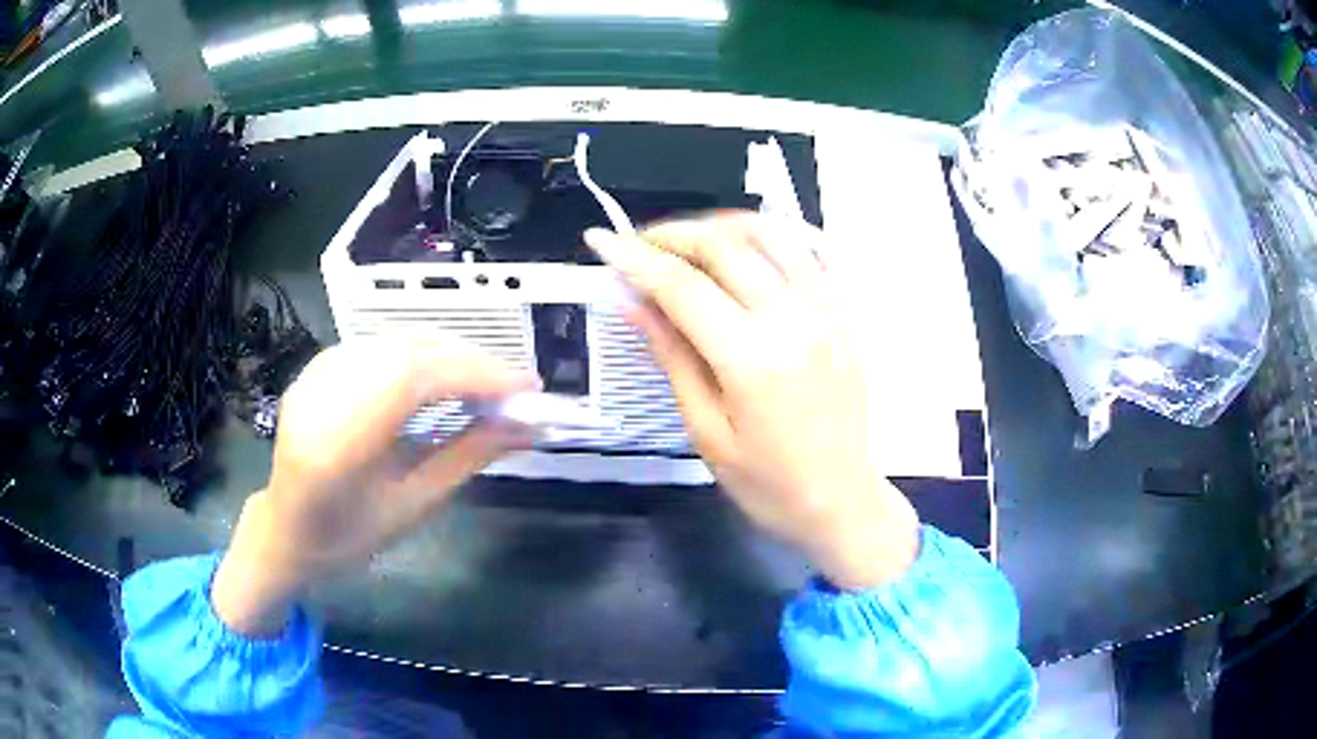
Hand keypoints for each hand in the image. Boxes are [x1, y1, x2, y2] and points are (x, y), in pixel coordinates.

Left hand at [211, 335, 537, 634]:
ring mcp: (316, 372)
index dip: (477, 374)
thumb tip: (528, 427)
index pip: (414, 378)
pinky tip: (444, 375)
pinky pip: (380, 344)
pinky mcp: (319, 363)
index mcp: (339, 443)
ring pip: (397, 339)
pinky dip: (423, 353)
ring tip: (488, 382)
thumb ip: (468, 456)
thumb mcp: (413, 505)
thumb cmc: (349, 536)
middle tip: (515, 386)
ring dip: (450, 353)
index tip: (528, 388)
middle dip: (471, 360)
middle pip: (408, 349)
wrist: (287, 528)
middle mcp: (322, 393)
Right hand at [587, 212, 919, 588]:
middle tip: (638, 246)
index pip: (681, 286)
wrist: (842, 500)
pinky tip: (742, 249)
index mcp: (752, 360)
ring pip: (768, 233)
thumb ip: (672, 356)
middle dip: (671, 235)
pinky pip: (806, 250)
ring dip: (718, 225)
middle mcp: (793, 319)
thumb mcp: (707, 432)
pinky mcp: (844, 312)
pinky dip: (767, 236)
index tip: (600, 240)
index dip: (634, 257)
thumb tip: (631, 300)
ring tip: (685, 243)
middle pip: (723, 246)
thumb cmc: (767, 483)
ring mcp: (826, 310)